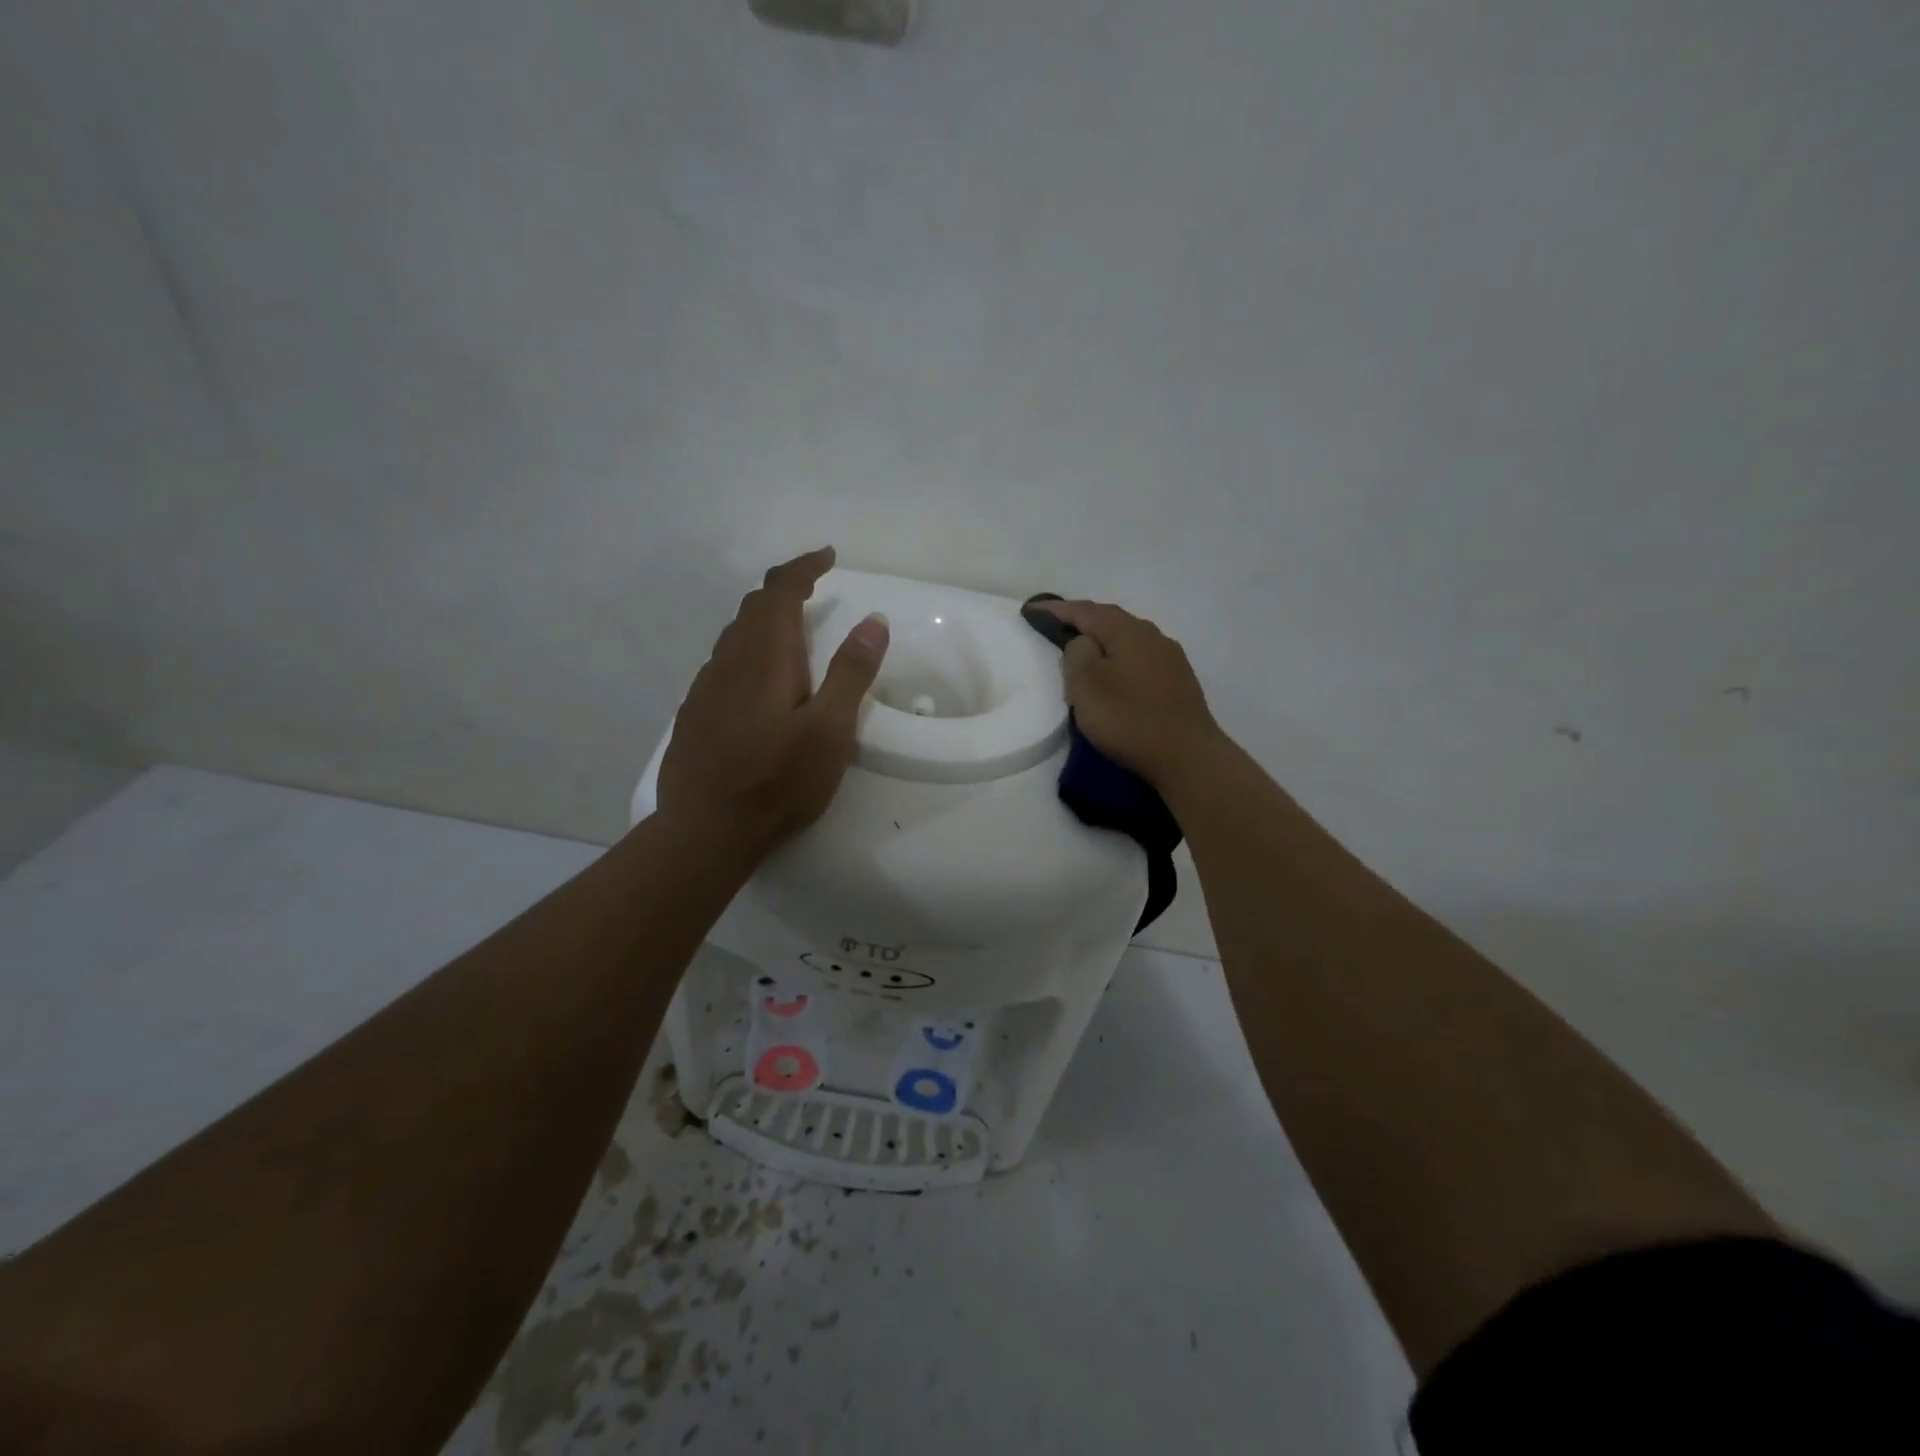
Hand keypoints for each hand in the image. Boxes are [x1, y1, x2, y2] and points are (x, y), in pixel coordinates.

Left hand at [658, 548, 888, 853]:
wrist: (705, 831)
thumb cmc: (778, 781)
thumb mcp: (831, 731)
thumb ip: (852, 673)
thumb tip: (873, 620)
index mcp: (764, 658)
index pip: (779, 591)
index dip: (803, 567)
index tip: (827, 556)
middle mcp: (728, 662)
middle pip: (752, 608)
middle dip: (784, 589)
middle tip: (814, 590)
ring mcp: (705, 688)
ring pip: (734, 636)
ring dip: (763, 621)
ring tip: (791, 632)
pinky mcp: (695, 714)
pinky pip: (722, 664)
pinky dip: (747, 651)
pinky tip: (757, 682)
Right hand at [1026, 600, 1226, 794]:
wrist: (1188, 756)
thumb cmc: (1129, 719)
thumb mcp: (1086, 685)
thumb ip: (1077, 654)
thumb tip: (1084, 643)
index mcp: (1128, 631)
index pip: (1084, 610)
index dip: (1055, 609)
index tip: (1031, 609)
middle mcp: (1153, 636)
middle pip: (1110, 620)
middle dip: (1081, 619)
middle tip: (1055, 624)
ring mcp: (1170, 659)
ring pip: (1128, 639)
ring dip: (1103, 640)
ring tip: (1083, 648)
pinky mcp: (1179, 682)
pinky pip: (1140, 659)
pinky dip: (1120, 659)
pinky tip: (1116, 673)